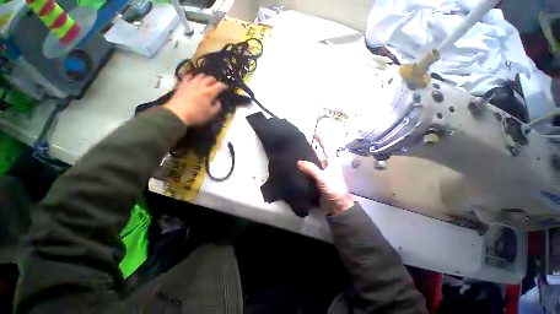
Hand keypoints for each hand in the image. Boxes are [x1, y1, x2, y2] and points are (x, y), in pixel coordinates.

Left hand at [164, 74, 226, 124]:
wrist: (178, 113)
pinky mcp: (182, 84)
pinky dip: (192, 76)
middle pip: (210, 78)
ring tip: (205, 81)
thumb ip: (217, 107)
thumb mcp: (211, 114)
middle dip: (215, 81)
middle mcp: (201, 85)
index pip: (219, 85)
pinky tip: (193, 78)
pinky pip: (188, 76)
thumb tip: (218, 101)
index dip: (224, 86)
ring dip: (204, 77)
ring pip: (199, 75)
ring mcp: (191, 83)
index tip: (226, 88)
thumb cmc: (197, 115)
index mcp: (210, 92)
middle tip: (216, 85)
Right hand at [298, 133, 353, 214]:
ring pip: (313, 162)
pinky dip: (304, 167)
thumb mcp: (324, 178)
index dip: (321, 139)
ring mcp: (321, 172)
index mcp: (331, 161)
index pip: (326, 147)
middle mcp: (326, 165)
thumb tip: (299, 161)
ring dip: (306, 157)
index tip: (314, 131)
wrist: (337, 205)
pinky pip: (309, 170)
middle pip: (318, 153)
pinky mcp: (316, 179)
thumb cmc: (334, 189)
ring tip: (295, 151)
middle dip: (311, 147)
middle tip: (299, 141)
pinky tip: (296, 165)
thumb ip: (312, 169)